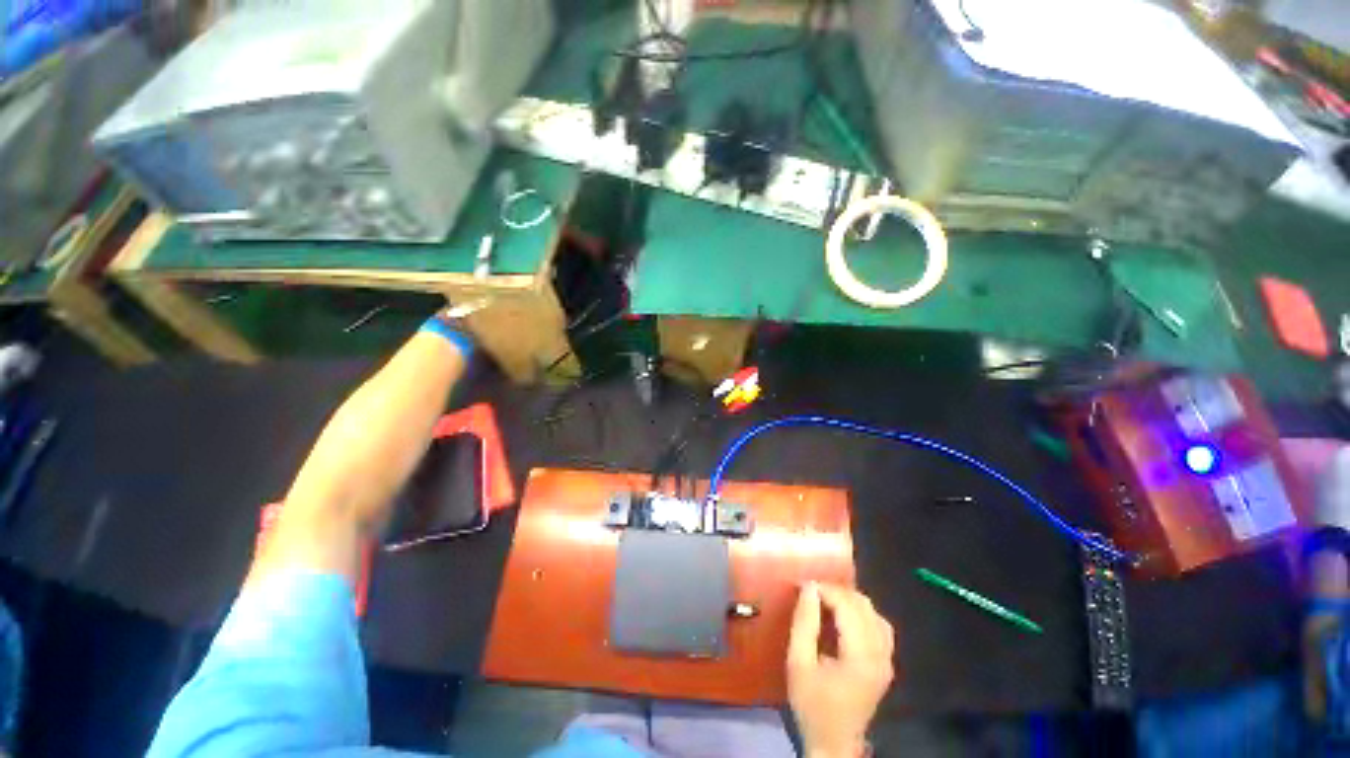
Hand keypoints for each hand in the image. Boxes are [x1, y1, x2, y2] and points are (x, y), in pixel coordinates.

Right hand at [787, 583, 894, 757]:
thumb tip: (809, 588)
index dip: (826, 590)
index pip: (847, 607)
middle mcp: (880, 655)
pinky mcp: (886, 664)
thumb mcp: (798, 663)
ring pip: (874, 614)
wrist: (834, 741)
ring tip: (826, 602)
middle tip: (812, 593)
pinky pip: (880, 627)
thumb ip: (804, 623)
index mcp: (860, 656)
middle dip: (837, 592)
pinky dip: (862, 615)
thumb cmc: (812, 703)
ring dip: (850, 602)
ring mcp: (887, 660)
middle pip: (864, 606)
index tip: (804, 585)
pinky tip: (846, 618)